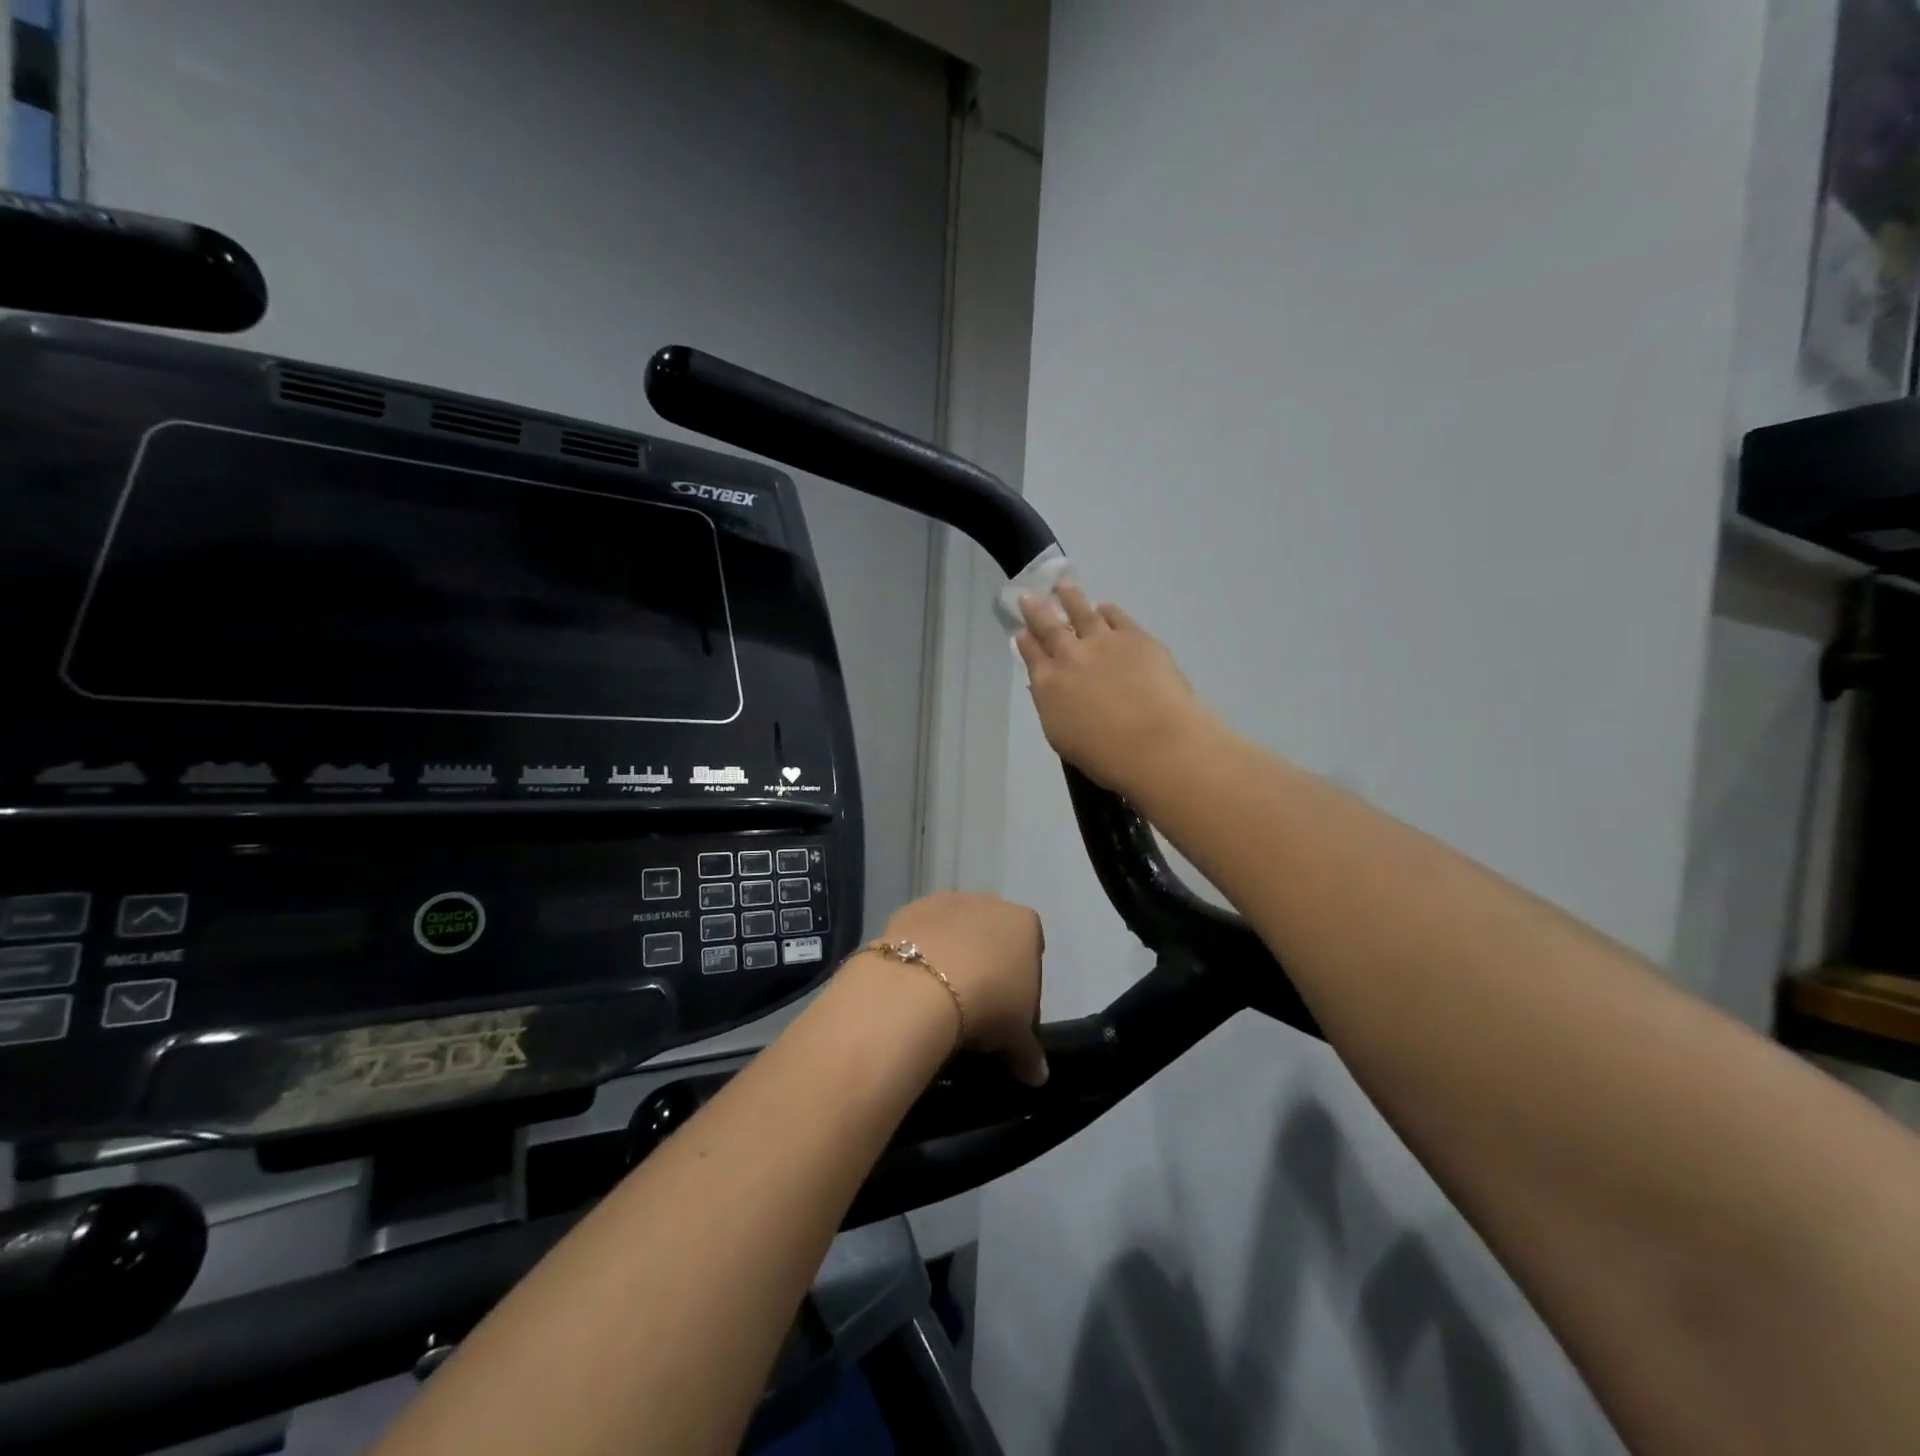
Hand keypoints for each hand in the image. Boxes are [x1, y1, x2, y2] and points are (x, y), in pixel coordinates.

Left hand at [878, 893, 1047, 1085]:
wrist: (921, 986)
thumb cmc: (987, 1004)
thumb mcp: (1016, 1039)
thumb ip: (1029, 1053)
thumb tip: (1037, 1076)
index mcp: (1025, 924)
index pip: (1032, 958)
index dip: (1023, 993)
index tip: (1009, 1021)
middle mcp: (989, 903)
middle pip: (993, 941)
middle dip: (987, 971)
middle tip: (975, 1015)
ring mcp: (947, 902)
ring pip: (955, 934)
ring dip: (952, 961)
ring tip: (940, 1004)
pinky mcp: (909, 909)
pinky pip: (921, 936)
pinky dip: (920, 957)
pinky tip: (914, 988)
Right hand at [1016, 585, 1211, 794]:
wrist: (1154, 742)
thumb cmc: (1105, 756)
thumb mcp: (1063, 737)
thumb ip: (1054, 707)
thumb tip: (1048, 689)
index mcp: (1048, 686)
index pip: (1031, 656)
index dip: (1025, 642)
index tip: (1020, 631)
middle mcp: (1070, 657)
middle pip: (1049, 626)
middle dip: (1037, 610)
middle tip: (1029, 595)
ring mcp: (1103, 642)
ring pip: (1081, 611)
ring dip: (1070, 598)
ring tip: (1063, 586)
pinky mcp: (1136, 637)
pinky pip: (1116, 616)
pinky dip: (1107, 610)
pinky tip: (1104, 607)